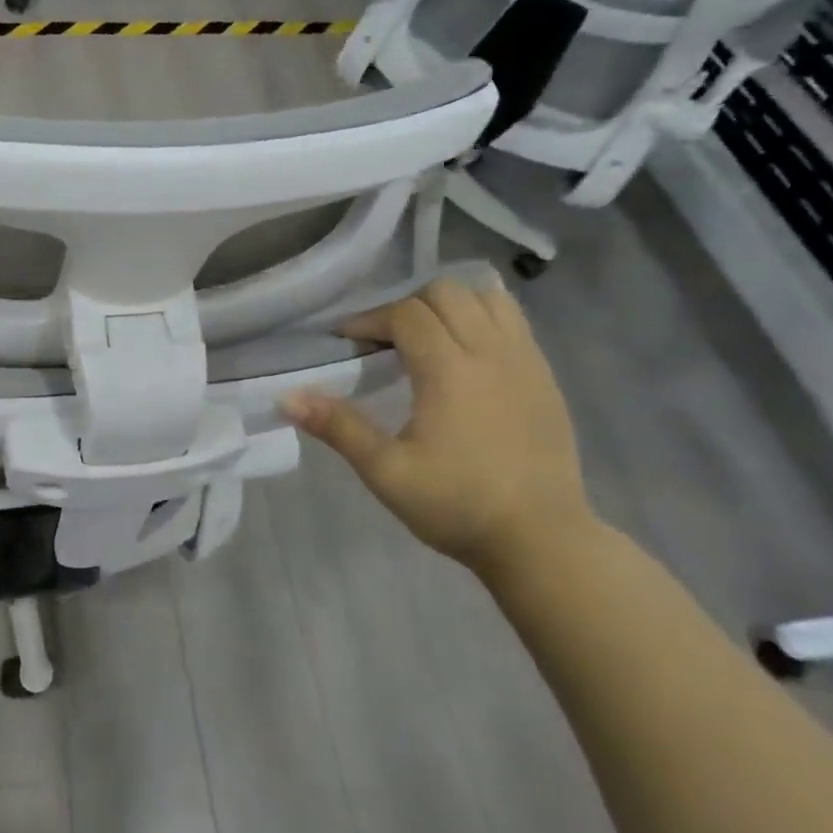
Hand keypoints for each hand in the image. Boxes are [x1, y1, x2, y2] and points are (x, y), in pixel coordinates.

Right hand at [282, 278, 597, 576]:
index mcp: (450, 371)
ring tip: (426, 339)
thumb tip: (286, 397)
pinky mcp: (545, 376)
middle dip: (406, 306)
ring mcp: (526, 361)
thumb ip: (338, 428)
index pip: (405, 314)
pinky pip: (513, 321)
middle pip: (446, 292)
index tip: (345, 343)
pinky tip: (464, 354)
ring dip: (449, 305)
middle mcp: (492, 352)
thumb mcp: (386, 473)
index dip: (368, 320)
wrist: (541, 540)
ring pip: (486, 297)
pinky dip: (482, 318)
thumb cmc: (458, 506)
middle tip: (384, 342)